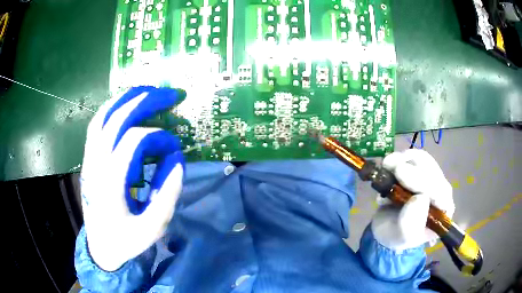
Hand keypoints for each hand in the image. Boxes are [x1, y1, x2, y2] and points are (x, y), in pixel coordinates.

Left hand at [80, 87, 184, 270]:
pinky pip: (96, 125)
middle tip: (169, 94)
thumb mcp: (152, 228)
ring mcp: (89, 159)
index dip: (158, 138)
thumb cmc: (126, 240)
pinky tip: (124, 105)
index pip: (133, 142)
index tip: (175, 149)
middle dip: (144, 102)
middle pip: (116, 120)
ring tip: (148, 91)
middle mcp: (96, 164)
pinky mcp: (88, 159)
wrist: (100, 247)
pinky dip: (110, 109)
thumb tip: (177, 161)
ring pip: (102, 117)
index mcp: (110, 183)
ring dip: (125, 99)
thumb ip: (167, 196)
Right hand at [371, 149, 454, 250]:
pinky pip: (414, 158)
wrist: (387, 229)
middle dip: (411, 167)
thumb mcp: (402, 237)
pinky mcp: (420, 171)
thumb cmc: (396, 236)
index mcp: (442, 211)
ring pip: (424, 160)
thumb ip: (410, 223)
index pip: (439, 191)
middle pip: (432, 171)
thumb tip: (419, 198)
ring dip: (404, 159)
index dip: (421, 180)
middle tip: (388, 165)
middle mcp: (441, 192)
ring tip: (387, 165)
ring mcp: (431, 180)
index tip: (399, 173)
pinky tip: (389, 166)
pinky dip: (400, 158)